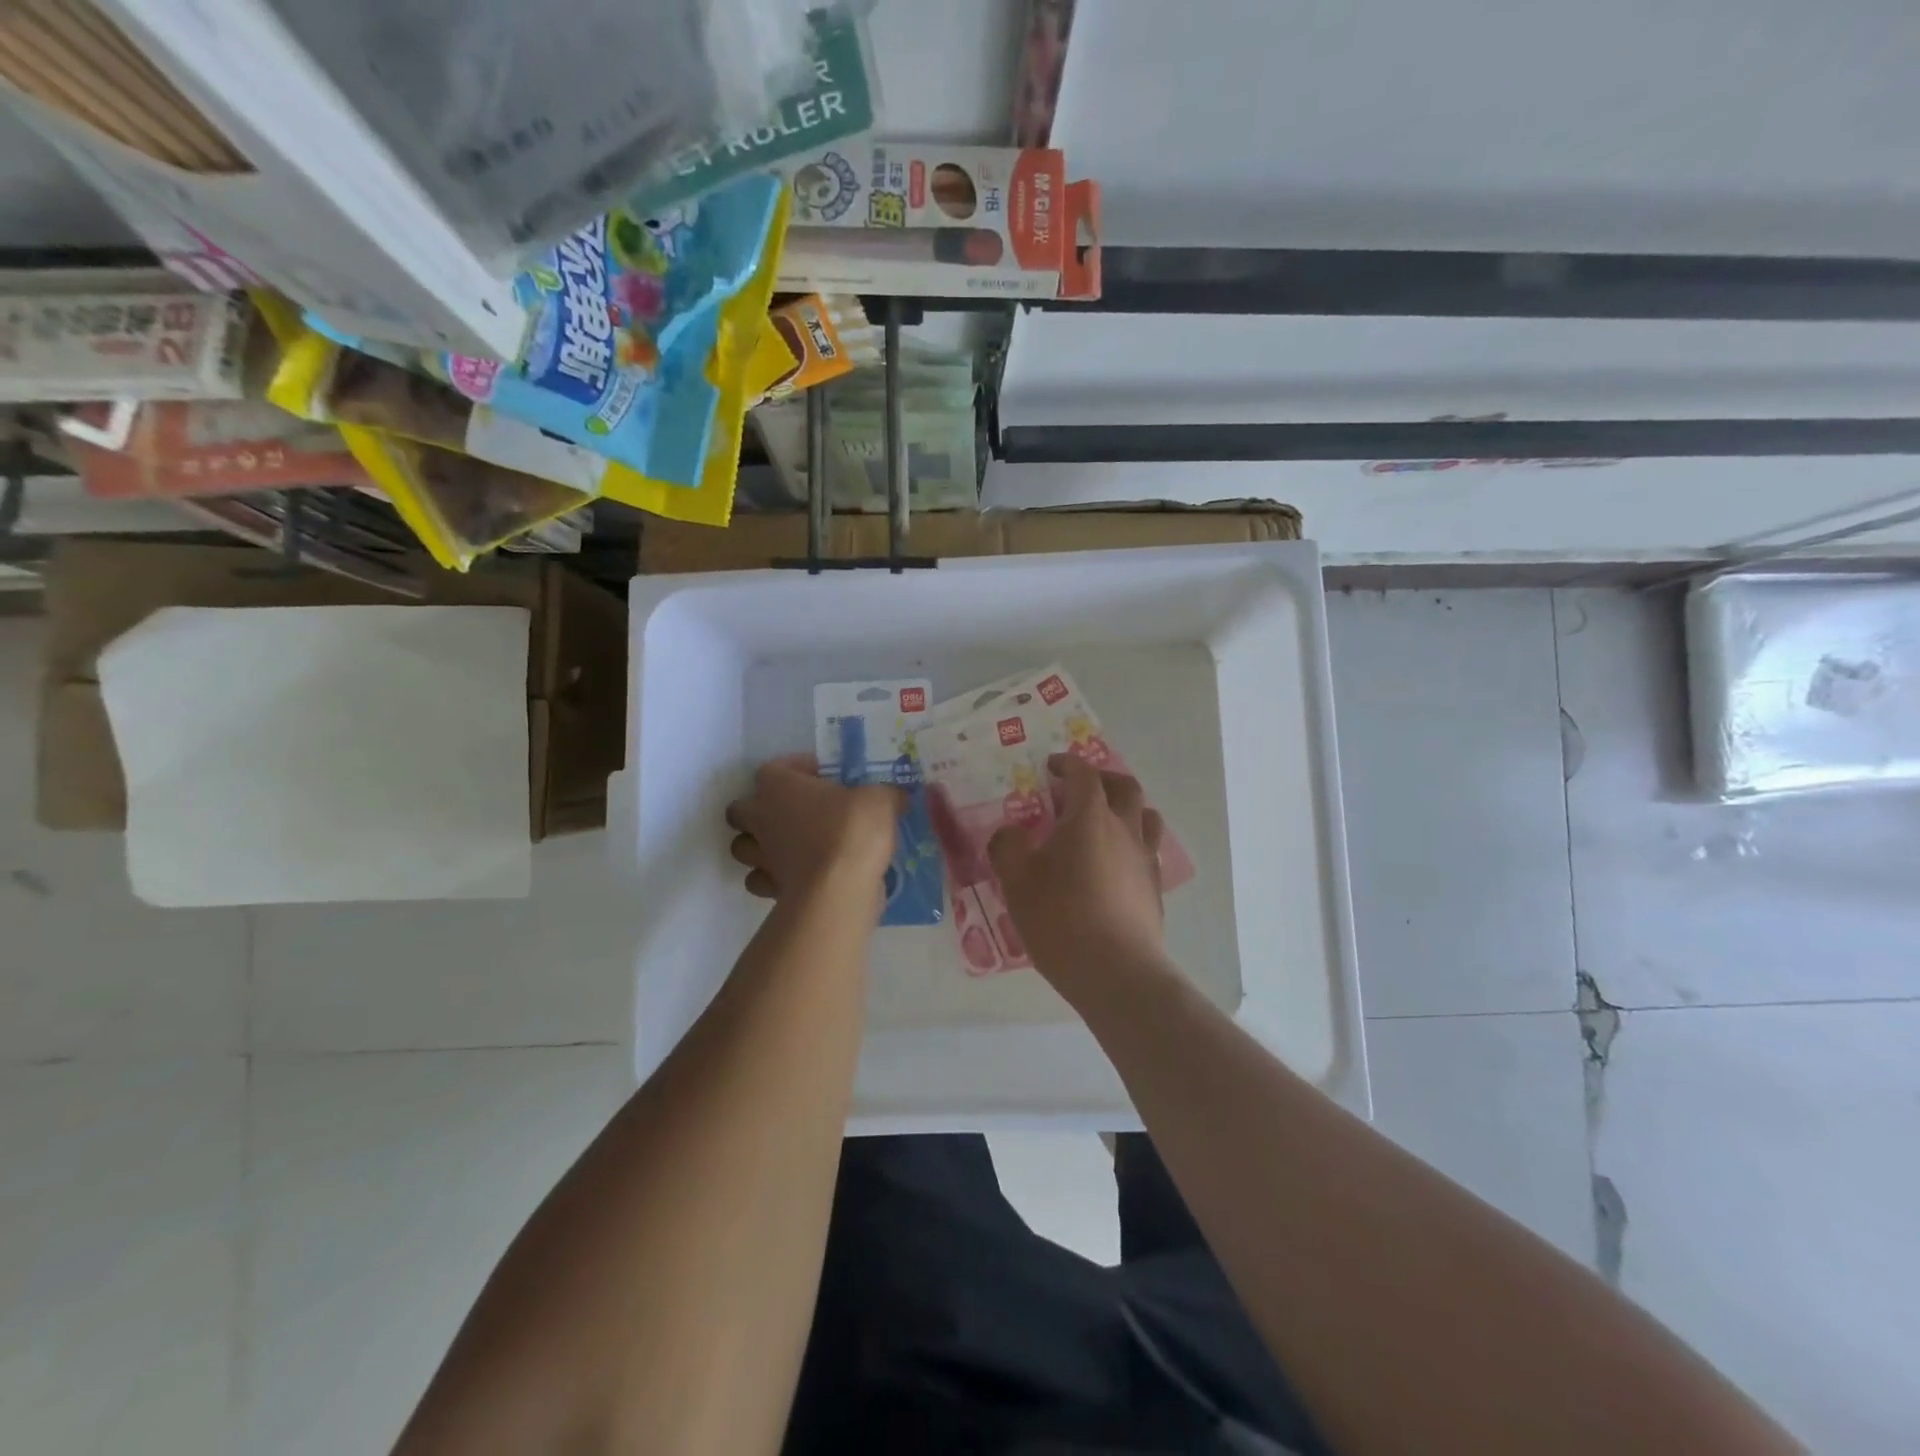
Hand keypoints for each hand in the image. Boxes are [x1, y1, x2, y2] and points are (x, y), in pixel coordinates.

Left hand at [726, 754, 902, 901]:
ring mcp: (760, 856)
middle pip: (742, 809)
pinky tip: (798, 876)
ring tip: (791, 846)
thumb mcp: (881, 799)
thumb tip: (895, 798)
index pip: (775, 768)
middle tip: (796, 813)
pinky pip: (761, 880)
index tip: (823, 775)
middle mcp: (761, 818)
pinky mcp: (769, 888)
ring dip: (761, 846)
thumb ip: (884, 795)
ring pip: (743, 847)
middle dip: (761, 810)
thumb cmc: (853, 830)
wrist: (840, 888)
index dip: (798, 769)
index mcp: (778, 786)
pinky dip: (773, 878)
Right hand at [988, 754, 1165, 981]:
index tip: (1051, 767)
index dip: (1067, 764)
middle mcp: (1124, 829)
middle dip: (1102, 779)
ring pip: (1145, 816)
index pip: (1084, 774)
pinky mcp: (1155, 889)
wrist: (1115, 971)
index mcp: (1090, 817)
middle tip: (1080, 789)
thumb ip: (1008, 846)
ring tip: (1104, 822)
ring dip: (1125, 808)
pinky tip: (1114, 865)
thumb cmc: (1060, 918)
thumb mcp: (1017, 880)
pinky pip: (1148, 850)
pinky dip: (1132, 843)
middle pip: (1124, 787)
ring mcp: (1145, 859)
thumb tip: (1011, 833)